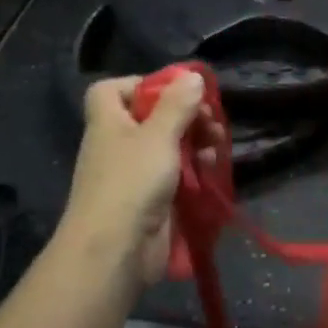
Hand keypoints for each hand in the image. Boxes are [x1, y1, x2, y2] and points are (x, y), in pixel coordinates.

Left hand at [59, 73, 222, 285]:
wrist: (115, 252)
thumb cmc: (131, 183)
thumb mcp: (157, 136)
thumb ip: (177, 105)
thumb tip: (193, 76)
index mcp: (109, 123)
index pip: (111, 91)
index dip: (138, 84)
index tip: (172, 90)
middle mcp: (119, 145)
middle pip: (150, 117)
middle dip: (184, 114)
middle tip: (210, 118)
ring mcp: (135, 174)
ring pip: (168, 145)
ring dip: (195, 140)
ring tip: (217, 142)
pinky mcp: (152, 199)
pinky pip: (176, 174)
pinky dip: (194, 167)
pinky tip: (213, 166)